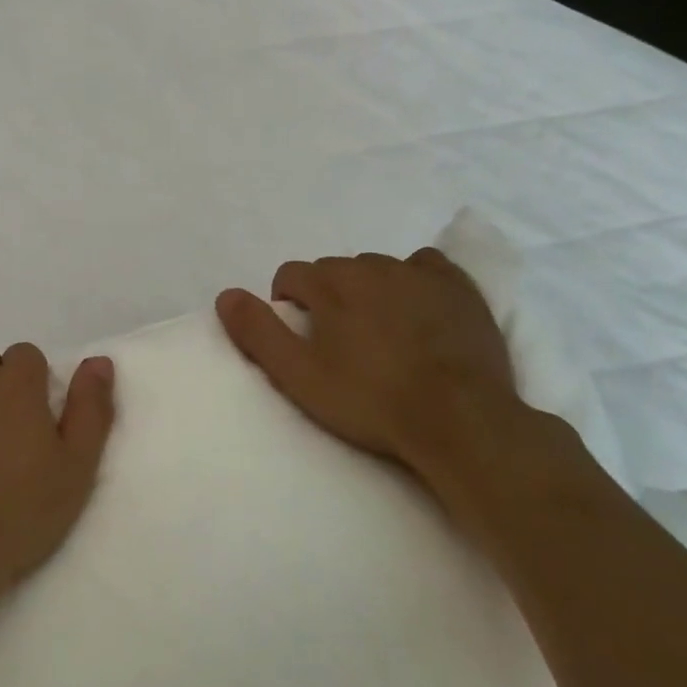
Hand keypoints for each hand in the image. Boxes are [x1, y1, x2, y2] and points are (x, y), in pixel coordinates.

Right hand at [215, 249, 536, 503]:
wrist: (460, 420)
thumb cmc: (370, 399)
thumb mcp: (297, 374)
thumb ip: (257, 331)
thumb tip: (226, 295)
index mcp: (329, 283)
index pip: (290, 275)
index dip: (288, 304)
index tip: (301, 338)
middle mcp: (370, 266)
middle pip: (333, 270)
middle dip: (327, 296)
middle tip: (340, 343)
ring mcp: (418, 273)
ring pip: (377, 268)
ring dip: (369, 290)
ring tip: (381, 333)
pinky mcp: (458, 287)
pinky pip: (424, 266)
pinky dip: (414, 281)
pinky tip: (418, 310)